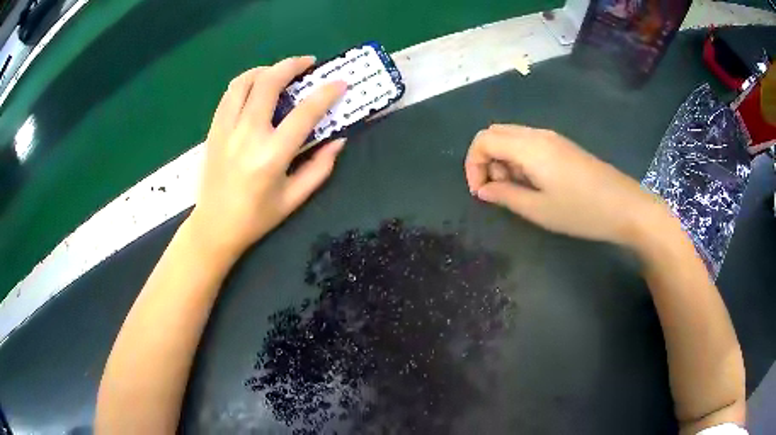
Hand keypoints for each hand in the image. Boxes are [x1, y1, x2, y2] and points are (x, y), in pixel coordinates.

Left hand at [189, 57, 346, 258]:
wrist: (214, 226)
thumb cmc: (256, 217)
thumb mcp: (294, 198)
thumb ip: (320, 167)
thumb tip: (338, 139)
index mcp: (271, 155)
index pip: (304, 113)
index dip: (326, 94)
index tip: (340, 83)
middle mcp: (247, 135)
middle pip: (269, 83)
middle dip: (292, 65)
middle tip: (308, 63)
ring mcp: (226, 129)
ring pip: (244, 82)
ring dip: (266, 70)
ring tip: (279, 72)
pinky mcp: (214, 130)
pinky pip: (229, 94)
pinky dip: (246, 82)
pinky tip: (256, 87)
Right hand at [465, 124, 664, 245]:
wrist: (625, 206)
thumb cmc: (581, 211)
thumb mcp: (539, 210)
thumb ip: (505, 196)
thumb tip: (483, 190)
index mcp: (529, 146)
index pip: (483, 139)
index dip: (473, 164)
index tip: (480, 192)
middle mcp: (538, 134)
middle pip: (495, 133)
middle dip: (486, 160)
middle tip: (497, 190)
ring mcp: (552, 138)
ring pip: (512, 138)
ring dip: (503, 160)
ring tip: (516, 191)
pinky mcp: (562, 146)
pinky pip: (529, 144)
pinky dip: (519, 160)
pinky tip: (533, 183)